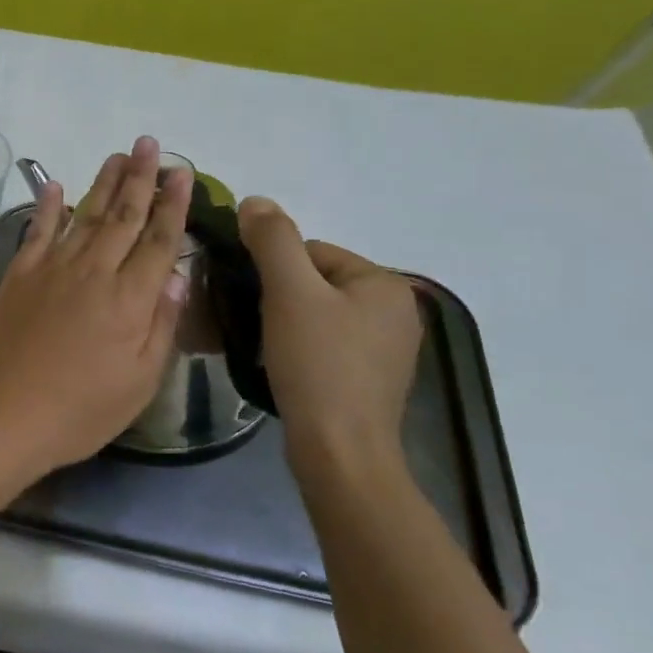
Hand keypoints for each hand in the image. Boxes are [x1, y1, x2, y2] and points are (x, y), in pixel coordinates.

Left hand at [0, 137, 191, 478]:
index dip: (173, 205)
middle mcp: (93, 272)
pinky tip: (55, 185)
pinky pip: (37, 231)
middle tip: (150, 144)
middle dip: (141, 178)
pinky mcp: (19, 276)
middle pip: (124, 216)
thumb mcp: (140, 381)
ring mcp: (52, 269)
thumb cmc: (81, 409)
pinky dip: (48, 206)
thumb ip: (162, 325)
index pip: (160, 240)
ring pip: (85, 215)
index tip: (182, 173)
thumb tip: (179, 277)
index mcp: (129, 299)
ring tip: (118, 155)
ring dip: (103, 183)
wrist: (5, 414)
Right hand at [236, 197, 421, 473]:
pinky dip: (302, 350)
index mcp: (385, 283)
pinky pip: (328, 345)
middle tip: (255, 325)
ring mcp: (389, 349)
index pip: (312, 252)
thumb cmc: (317, 364)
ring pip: (319, 316)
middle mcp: (397, 311)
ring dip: (286, 324)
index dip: (273, 272)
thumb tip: (255, 201)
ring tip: (266, 348)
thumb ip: (272, 240)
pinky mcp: (373, 380)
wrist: (340, 451)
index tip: (254, 301)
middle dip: (279, 298)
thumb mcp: (289, 292)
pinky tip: (286, 369)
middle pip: (315, 283)